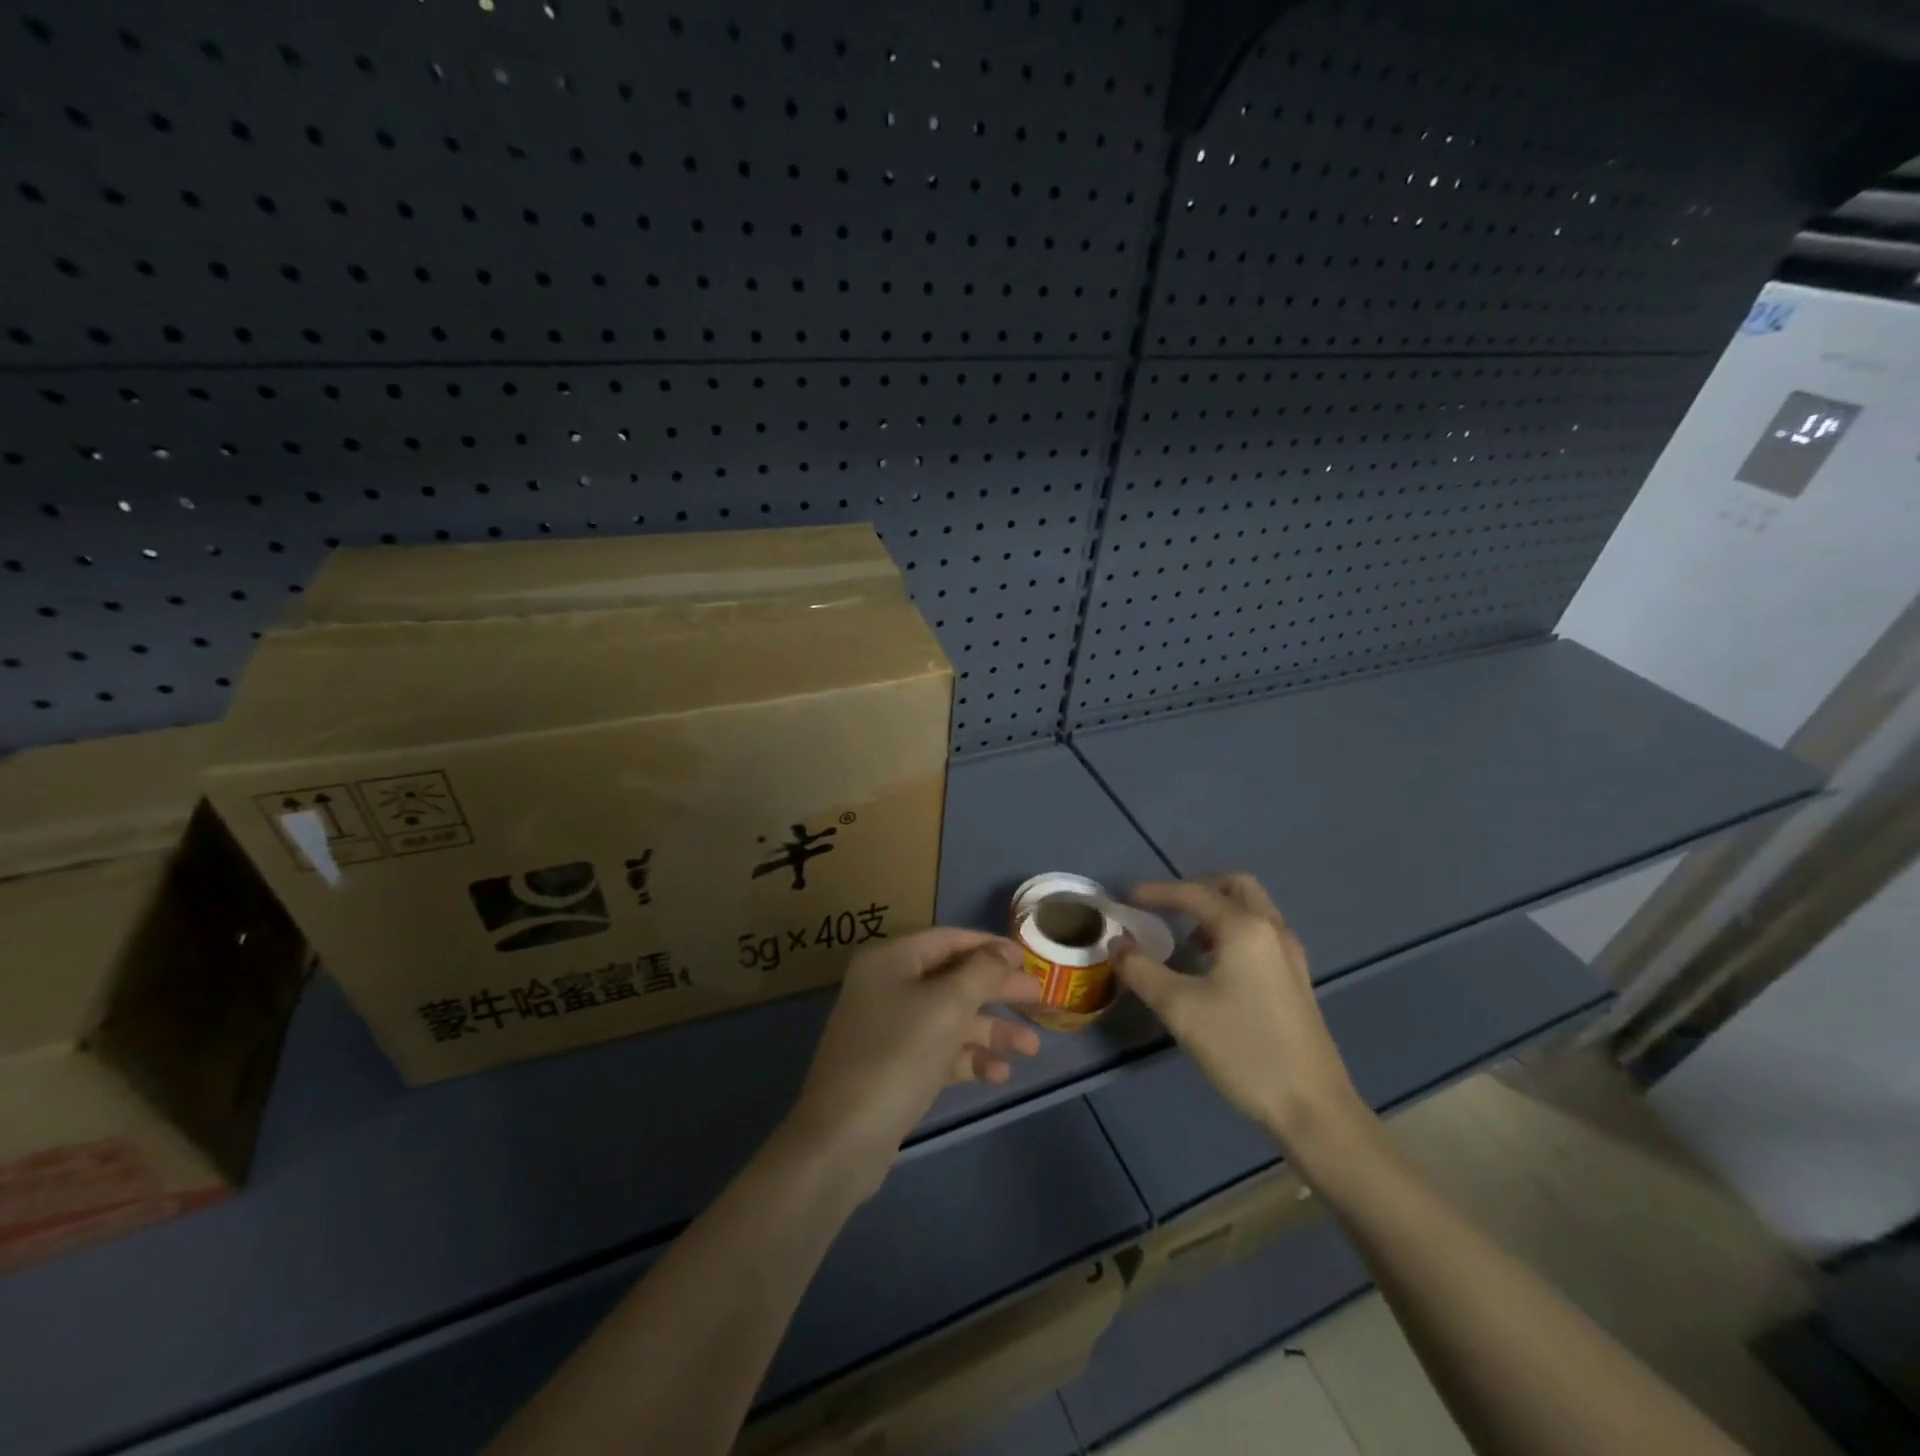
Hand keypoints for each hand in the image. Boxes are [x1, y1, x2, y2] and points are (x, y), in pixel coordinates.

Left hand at [783, 928, 1043, 1199]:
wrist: (842, 1140)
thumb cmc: (897, 1056)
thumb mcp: (947, 1006)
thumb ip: (981, 972)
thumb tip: (1004, 950)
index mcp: (891, 960)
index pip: (949, 939)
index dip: (991, 947)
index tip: (1030, 960)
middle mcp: (887, 986)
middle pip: (953, 979)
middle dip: (997, 991)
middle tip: (1041, 999)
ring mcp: (888, 1028)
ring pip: (949, 1018)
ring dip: (990, 1029)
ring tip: (1031, 1048)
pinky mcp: (894, 1067)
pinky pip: (939, 1050)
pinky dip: (968, 1057)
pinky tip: (999, 1074)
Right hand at [1111, 875, 1366, 1153]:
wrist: (1313, 1109)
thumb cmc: (1244, 1050)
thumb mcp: (1180, 1009)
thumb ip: (1142, 970)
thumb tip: (1119, 945)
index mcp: (1245, 928)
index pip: (1194, 894)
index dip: (1157, 892)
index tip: (1127, 898)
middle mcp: (1272, 931)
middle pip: (1235, 887)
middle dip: (1197, 889)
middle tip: (1166, 907)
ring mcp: (1291, 956)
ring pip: (1253, 910)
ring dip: (1217, 911)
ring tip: (1186, 939)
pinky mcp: (1297, 981)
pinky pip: (1261, 935)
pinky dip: (1234, 933)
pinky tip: (1215, 968)